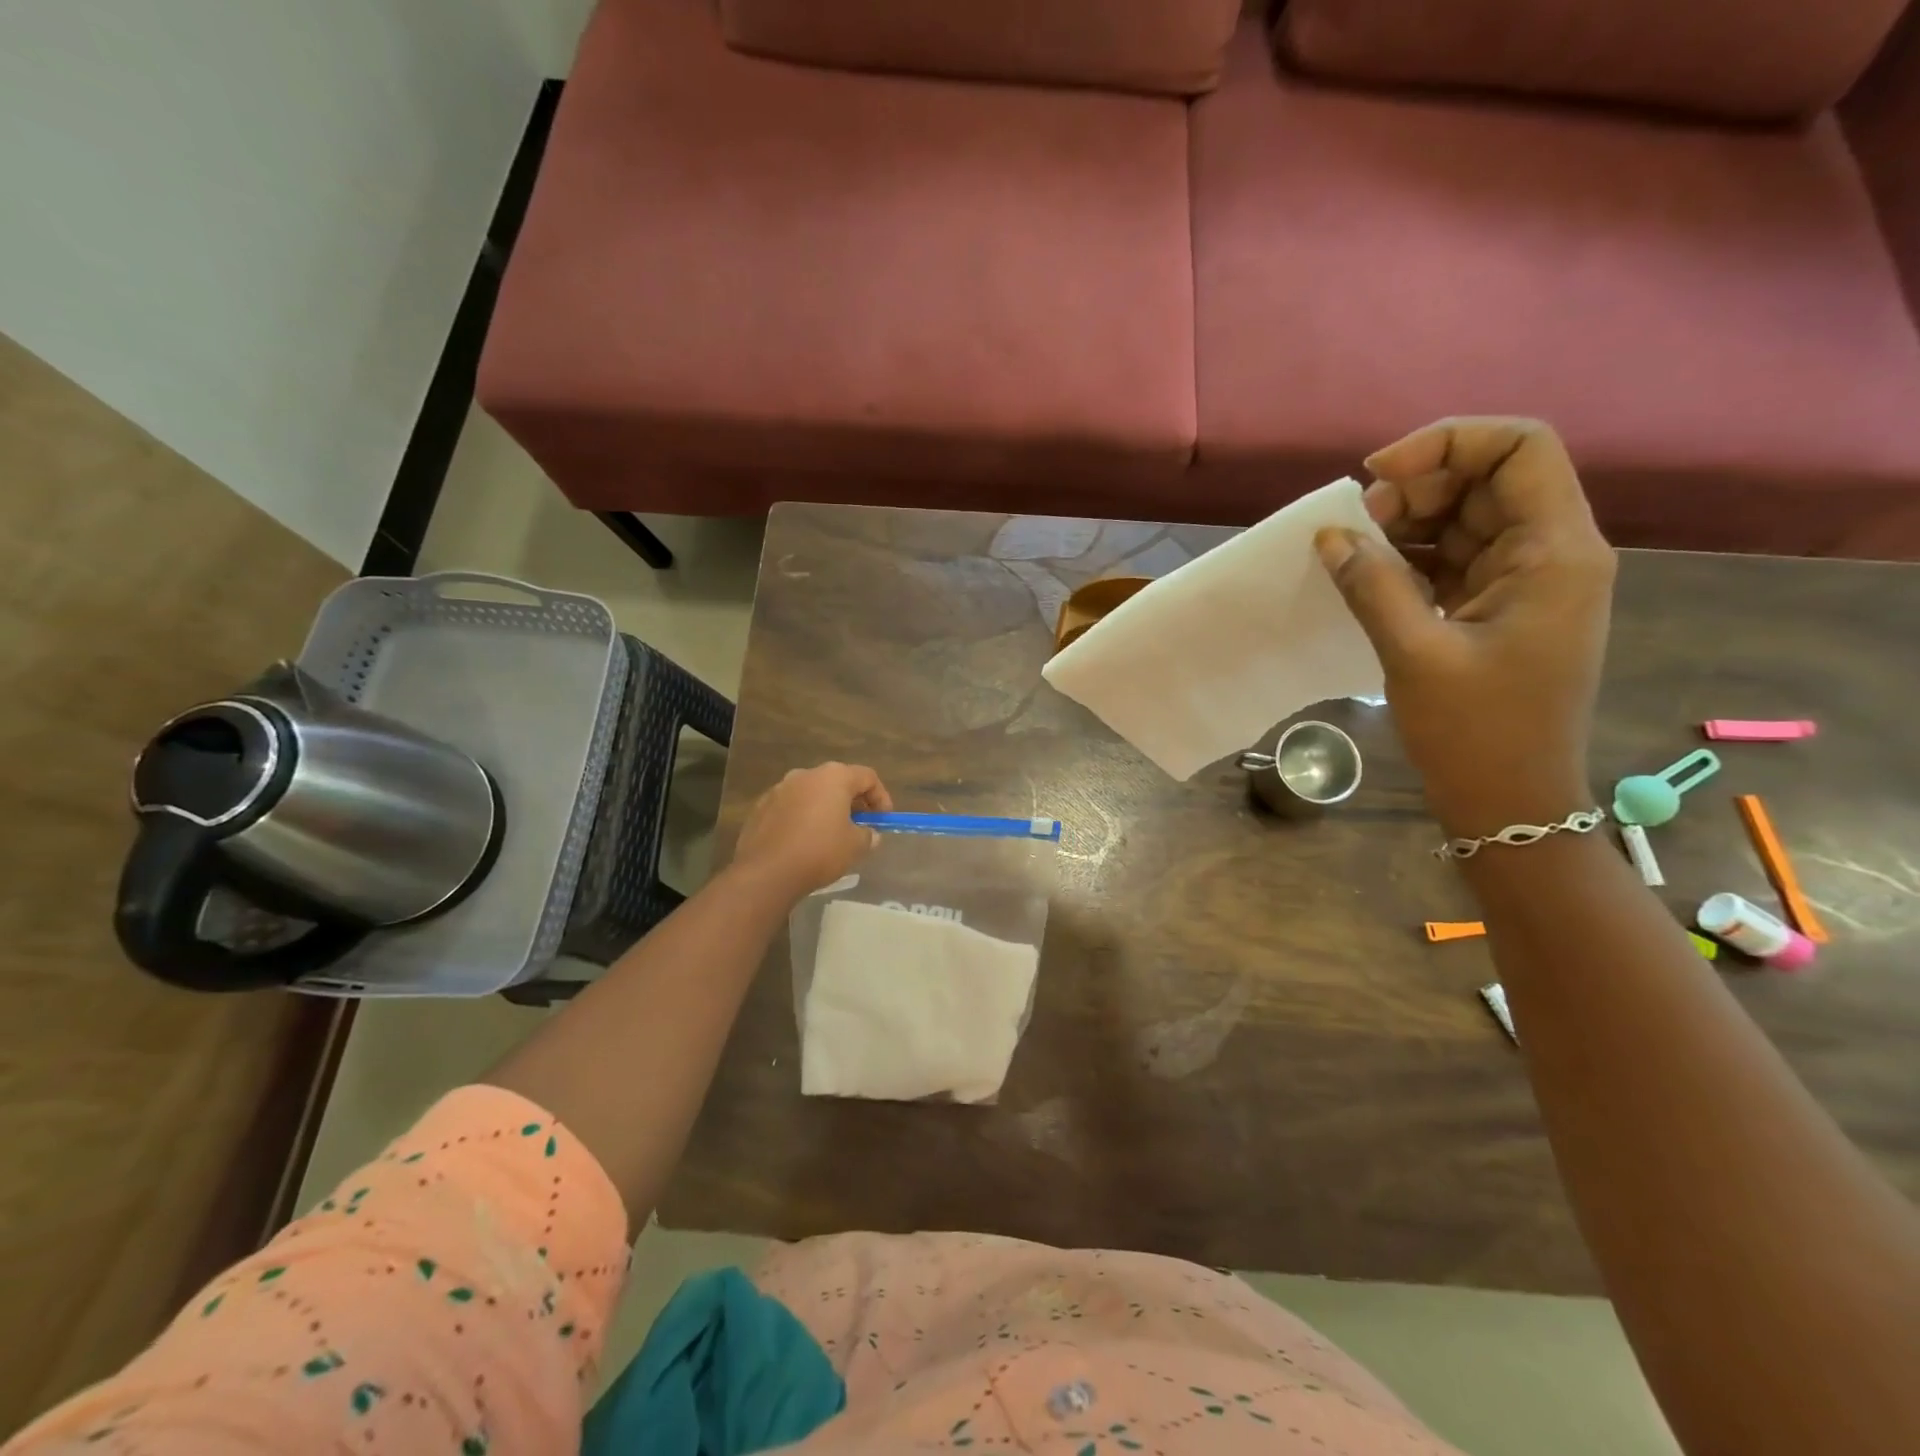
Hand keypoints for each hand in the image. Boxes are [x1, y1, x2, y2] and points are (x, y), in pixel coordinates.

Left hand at [731, 762, 892, 899]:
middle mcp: (805, 775)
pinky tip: (803, 841)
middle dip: (852, 801)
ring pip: (811, 793)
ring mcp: (779, 789)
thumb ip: (868, 835)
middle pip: (837, 781)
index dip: (881, 796)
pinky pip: (790, 807)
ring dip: (825, 808)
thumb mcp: (855, 846)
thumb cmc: (819, 852)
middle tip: (860, 824)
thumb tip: (870, 834)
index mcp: (833, 777)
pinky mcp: (761, 807)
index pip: (867, 777)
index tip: (883, 819)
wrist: (766, 872)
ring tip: (831, 834)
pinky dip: (802, 817)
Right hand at [1314, 417, 1615, 836]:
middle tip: (1358, 522)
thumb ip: (1372, 585)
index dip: (1448, 442)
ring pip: (1469, 517)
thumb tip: (1330, 536)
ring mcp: (1528, 582)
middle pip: (1491, 478)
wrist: (1509, 799)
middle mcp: (1553, 553)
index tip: (1377, 476)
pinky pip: (1456, 557)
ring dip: (1411, 521)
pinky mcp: (1501, 608)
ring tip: (1356, 548)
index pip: (1520, 448)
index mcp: (1556, 552)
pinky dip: (1413, 556)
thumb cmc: (1475, 731)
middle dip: (1420, 485)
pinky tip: (1371, 573)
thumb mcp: (1415, 653)